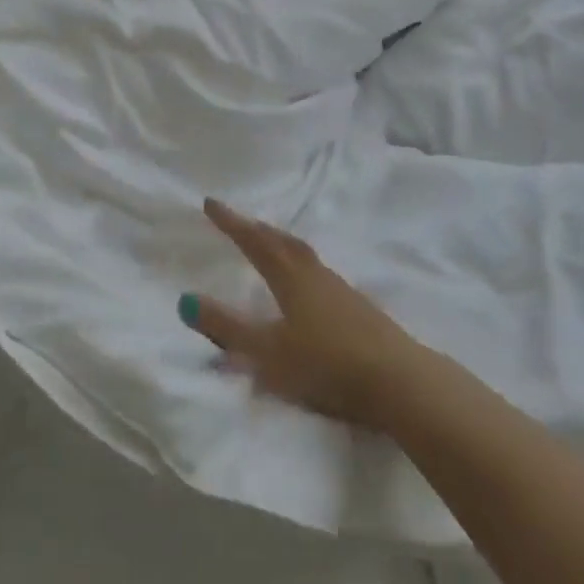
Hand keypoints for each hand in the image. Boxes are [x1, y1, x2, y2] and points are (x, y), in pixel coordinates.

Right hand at [179, 198, 421, 430]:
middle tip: (240, 221)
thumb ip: (227, 329)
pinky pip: (320, 274)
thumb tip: (185, 300)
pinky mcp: (359, 308)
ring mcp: (341, 289)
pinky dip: (302, 267)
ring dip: (282, 244)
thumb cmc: (326, 363)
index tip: (210, 202)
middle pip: (282, 241)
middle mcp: (315, 274)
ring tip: (271, 245)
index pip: (254, 242)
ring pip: (304, 255)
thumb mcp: (268, 352)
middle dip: (257, 229)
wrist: (398, 380)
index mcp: (290, 278)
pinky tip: (308, 286)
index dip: (231, 222)